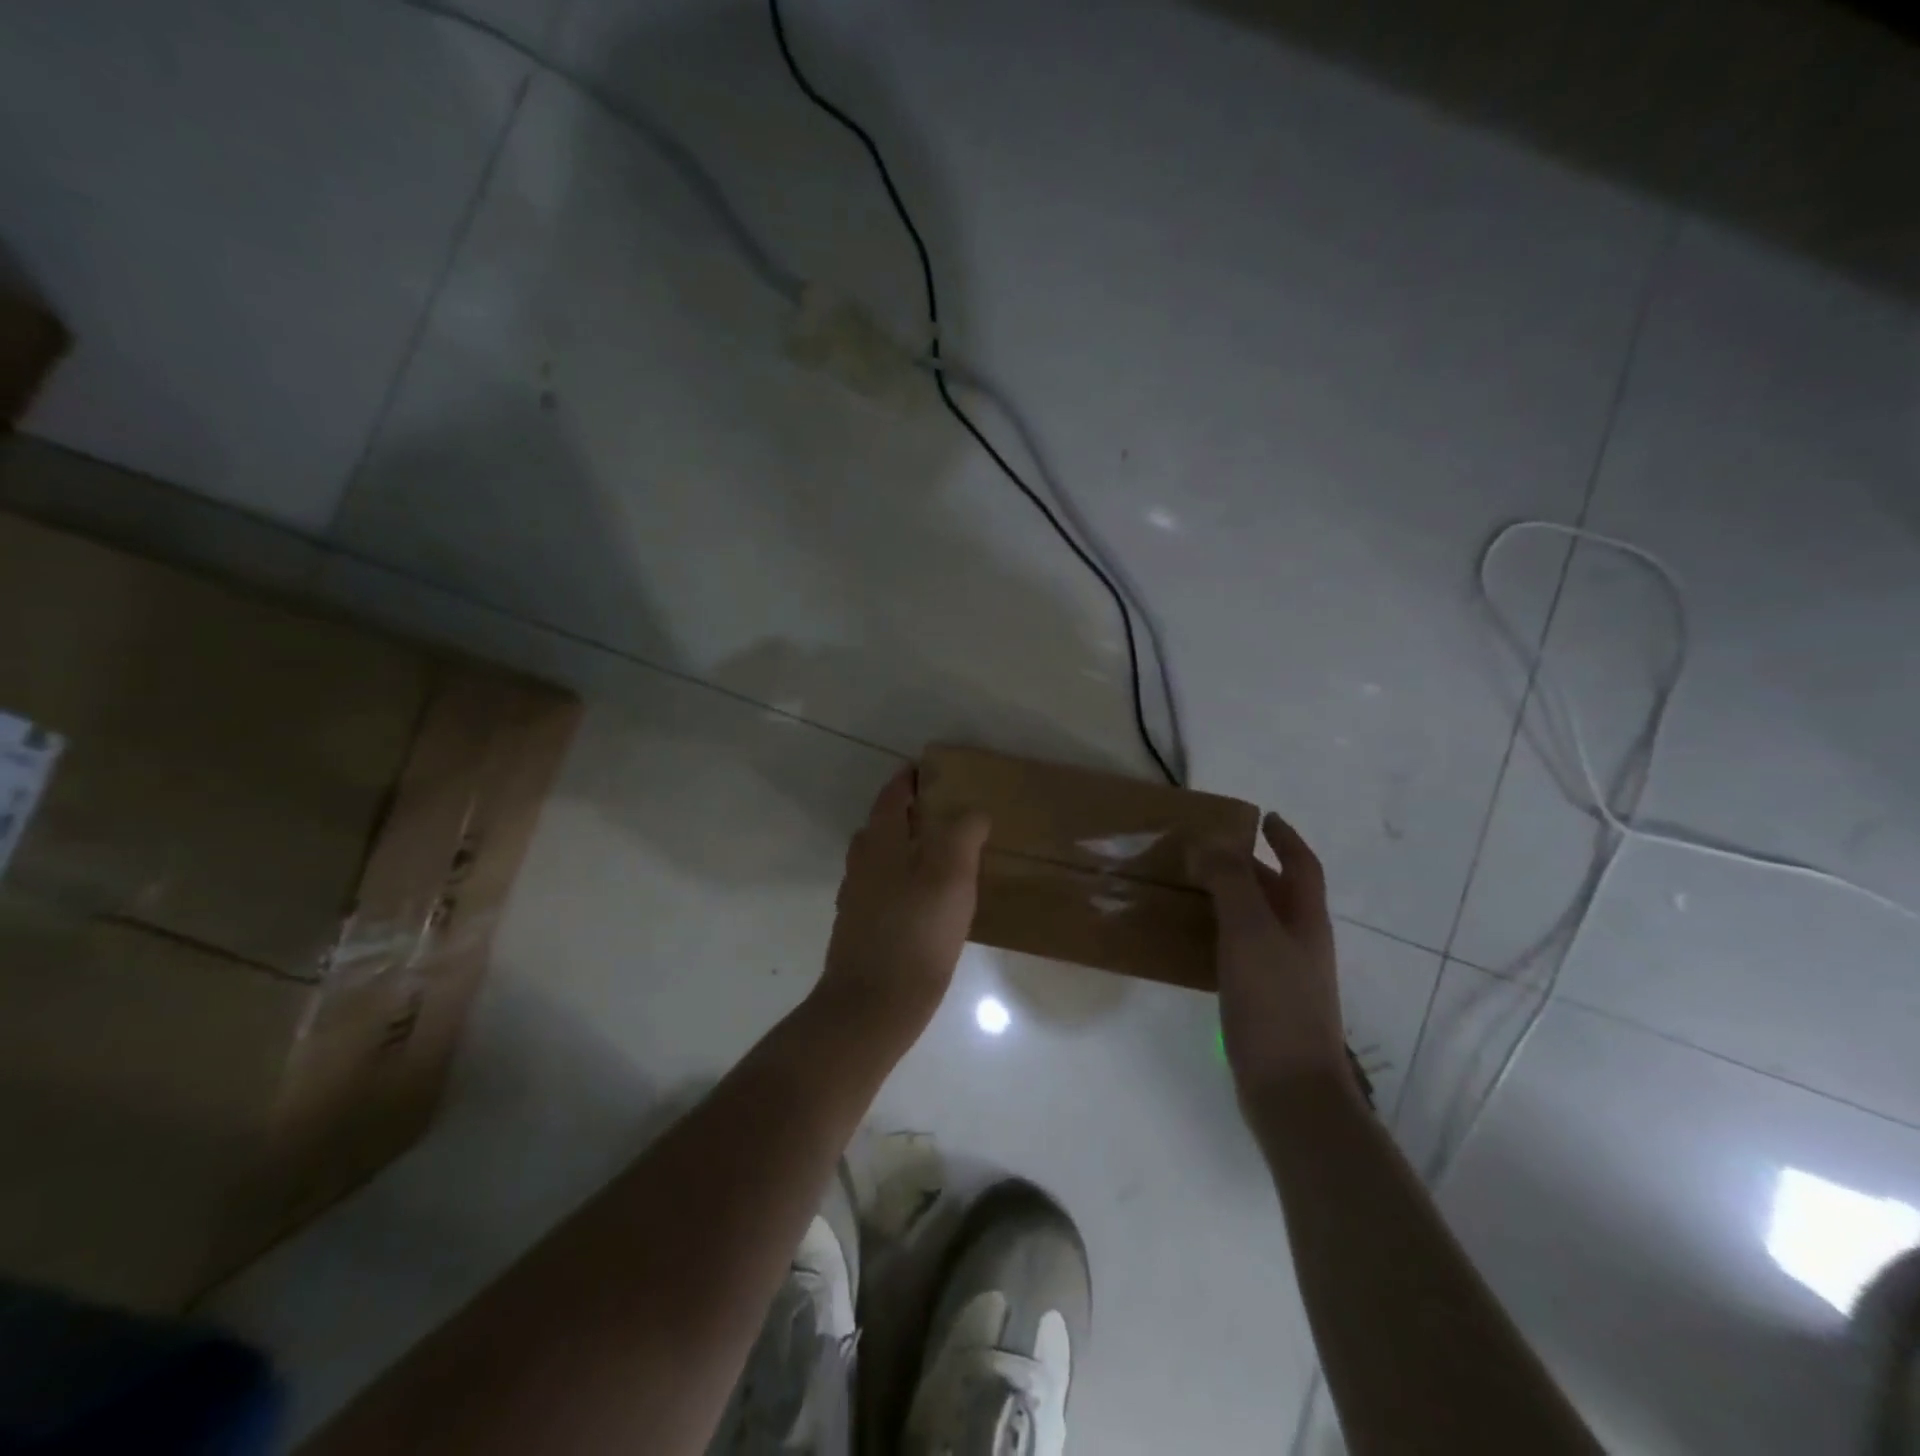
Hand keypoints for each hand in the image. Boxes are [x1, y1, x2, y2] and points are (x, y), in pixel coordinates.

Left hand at [815, 765, 990, 1043]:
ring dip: (905, 848)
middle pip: (882, 825)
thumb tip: (972, 812)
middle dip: (908, 813)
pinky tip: (927, 902)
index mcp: (880, 842)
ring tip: (943, 857)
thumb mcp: (951, 874)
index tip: (931, 770)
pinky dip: (903, 882)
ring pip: (881, 859)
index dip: (909, 779)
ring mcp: (858, 898)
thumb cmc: (916, 932)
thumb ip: (962, 833)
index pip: (892, 795)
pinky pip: (884, 890)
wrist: (872, 1005)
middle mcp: (862, 863)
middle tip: (946, 813)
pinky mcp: (862, 929)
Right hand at [1191, 812, 1352, 1101]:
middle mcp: (1300, 942)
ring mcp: (1284, 975)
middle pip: (1279, 892)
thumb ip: (1231, 882)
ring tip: (1190, 888)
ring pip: (1257, 923)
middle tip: (1206, 851)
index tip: (1262, 817)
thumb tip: (1210, 842)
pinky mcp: (1264, 1002)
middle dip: (1249, 867)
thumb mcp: (1250, 932)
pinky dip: (1220, 934)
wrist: (1290, 1089)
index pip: (1302, 865)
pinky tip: (1192, 941)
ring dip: (1230, 900)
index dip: (1286, 838)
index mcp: (1306, 920)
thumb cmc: (1275, 1002)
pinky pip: (1241, 952)